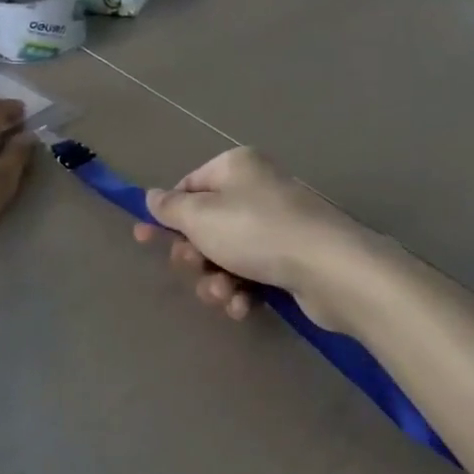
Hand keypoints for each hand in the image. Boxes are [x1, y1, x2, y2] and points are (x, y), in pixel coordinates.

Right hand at [132, 147, 356, 325]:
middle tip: (192, 268)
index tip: (145, 239)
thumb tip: (152, 196)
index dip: (167, 215)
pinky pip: (253, 273)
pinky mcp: (292, 259)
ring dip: (215, 279)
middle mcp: (257, 189)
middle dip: (194, 254)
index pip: (189, 186)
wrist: (328, 267)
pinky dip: (242, 290)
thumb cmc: (255, 231)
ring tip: (223, 293)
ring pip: (227, 254)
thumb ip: (171, 208)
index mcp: (236, 167)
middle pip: (207, 224)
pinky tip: (242, 306)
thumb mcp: (201, 216)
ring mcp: (277, 225)